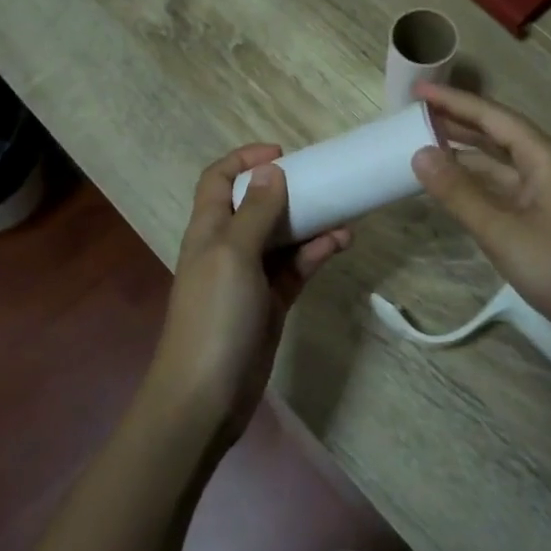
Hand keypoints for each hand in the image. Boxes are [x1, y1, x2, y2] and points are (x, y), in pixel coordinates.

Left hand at [146, 145, 351, 444]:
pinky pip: (297, 267)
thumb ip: (255, 212)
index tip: (283, 154)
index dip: (244, 160)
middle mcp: (227, 246)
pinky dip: (317, 252)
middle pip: (256, 205)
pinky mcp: (272, 302)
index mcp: (208, 229)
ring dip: (310, 222)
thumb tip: (271, 171)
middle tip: (322, 181)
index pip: (218, 180)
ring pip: (283, 236)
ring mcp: (251, 276)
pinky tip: (341, 243)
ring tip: (344, 213)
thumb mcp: (233, 254)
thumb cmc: (214, 315)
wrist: (206, 395)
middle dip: (287, 189)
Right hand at [411, 84, 550, 373]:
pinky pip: (509, 186)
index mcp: (547, 156)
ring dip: (467, 154)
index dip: (454, 102)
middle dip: (458, 123)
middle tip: (415, 114)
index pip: (493, 117)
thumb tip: (420, 154)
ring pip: (503, 162)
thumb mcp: (502, 232)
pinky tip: (456, 186)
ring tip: (426, 144)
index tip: (418, 90)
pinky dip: (480, 182)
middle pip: (499, 134)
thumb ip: (459, 193)